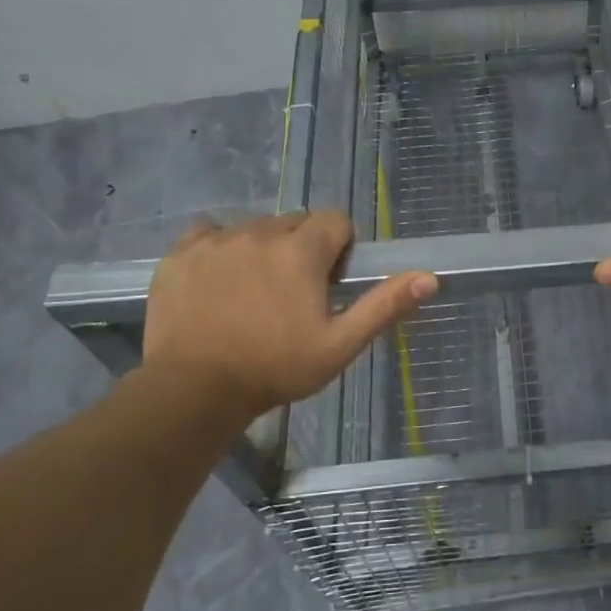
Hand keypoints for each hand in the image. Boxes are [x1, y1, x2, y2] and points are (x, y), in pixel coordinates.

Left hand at [142, 211, 435, 415]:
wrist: (193, 390)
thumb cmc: (275, 368)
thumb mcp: (340, 345)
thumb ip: (384, 305)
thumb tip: (429, 278)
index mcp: (302, 250)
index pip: (335, 220)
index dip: (340, 249)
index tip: (329, 283)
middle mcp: (261, 232)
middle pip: (296, 222)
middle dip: (303, 248)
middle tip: (294, 294)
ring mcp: (217, 240)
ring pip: (255, 228)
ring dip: (264, 250)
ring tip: (254, 294)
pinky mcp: (181, 253)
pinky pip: (210, 233)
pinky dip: (220, 248)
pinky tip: (219, 281)